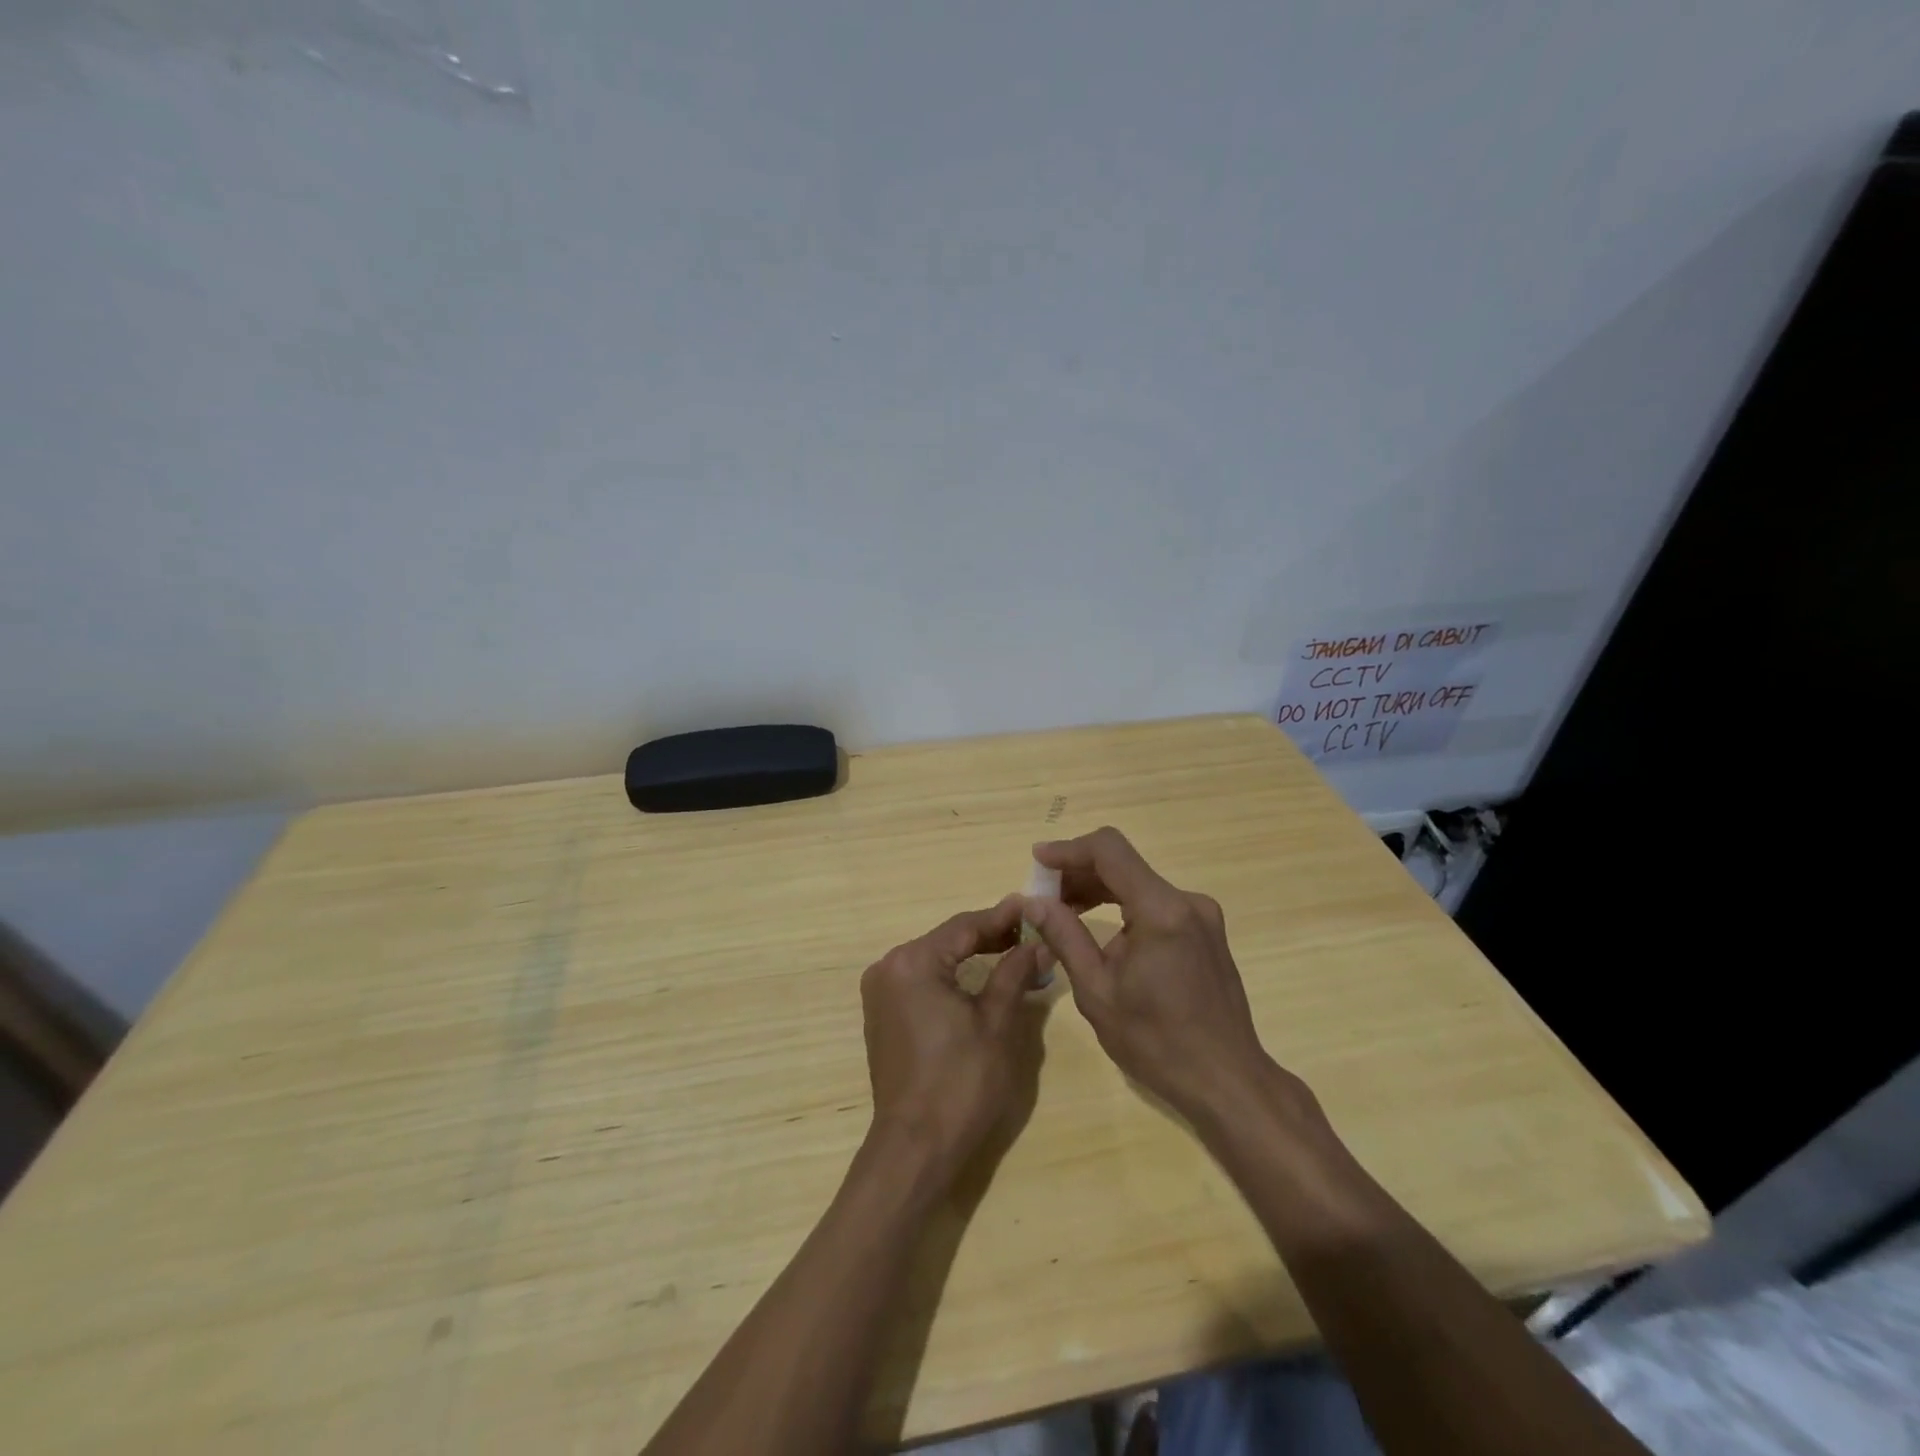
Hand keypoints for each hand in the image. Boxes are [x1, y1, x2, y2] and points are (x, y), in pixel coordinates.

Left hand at [860, 897, 1044, 1187]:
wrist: (915, 1148)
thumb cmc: (960, 1083)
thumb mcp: (996, 1023)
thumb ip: (1013, 973)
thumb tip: (1036, 943)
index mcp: (913, 962)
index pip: (965, 926)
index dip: (1003, 917)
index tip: (1035, 906)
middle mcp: (889, 967)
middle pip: (948, 940)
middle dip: (990, 936)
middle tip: (1032, 932)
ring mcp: (880, 992)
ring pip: (936, 960)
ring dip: (973, 957)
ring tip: (1015, 952)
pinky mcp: (882, 1014)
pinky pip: (922, 981)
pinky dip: (952, 978)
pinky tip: (982, 979)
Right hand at [1022, 827, 1292, 1129]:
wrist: (1227, 1082)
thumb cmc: (1157, 1042)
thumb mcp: (1097, 991)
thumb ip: (1065, 937)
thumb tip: (1033, 902)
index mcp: (1161, 911)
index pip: (1109, 851)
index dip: (1069, 850)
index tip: (1037, 861)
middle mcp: (1186, 901)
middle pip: (1123, 865)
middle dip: (1079, 873)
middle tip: (1043, 896)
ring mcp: (1201, 916)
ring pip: (1138, 883)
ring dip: (1099, 890)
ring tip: (1063, 912)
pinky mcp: (1205, 932)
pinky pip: (1155, 903)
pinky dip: (1122, 906)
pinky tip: (1101, 930)